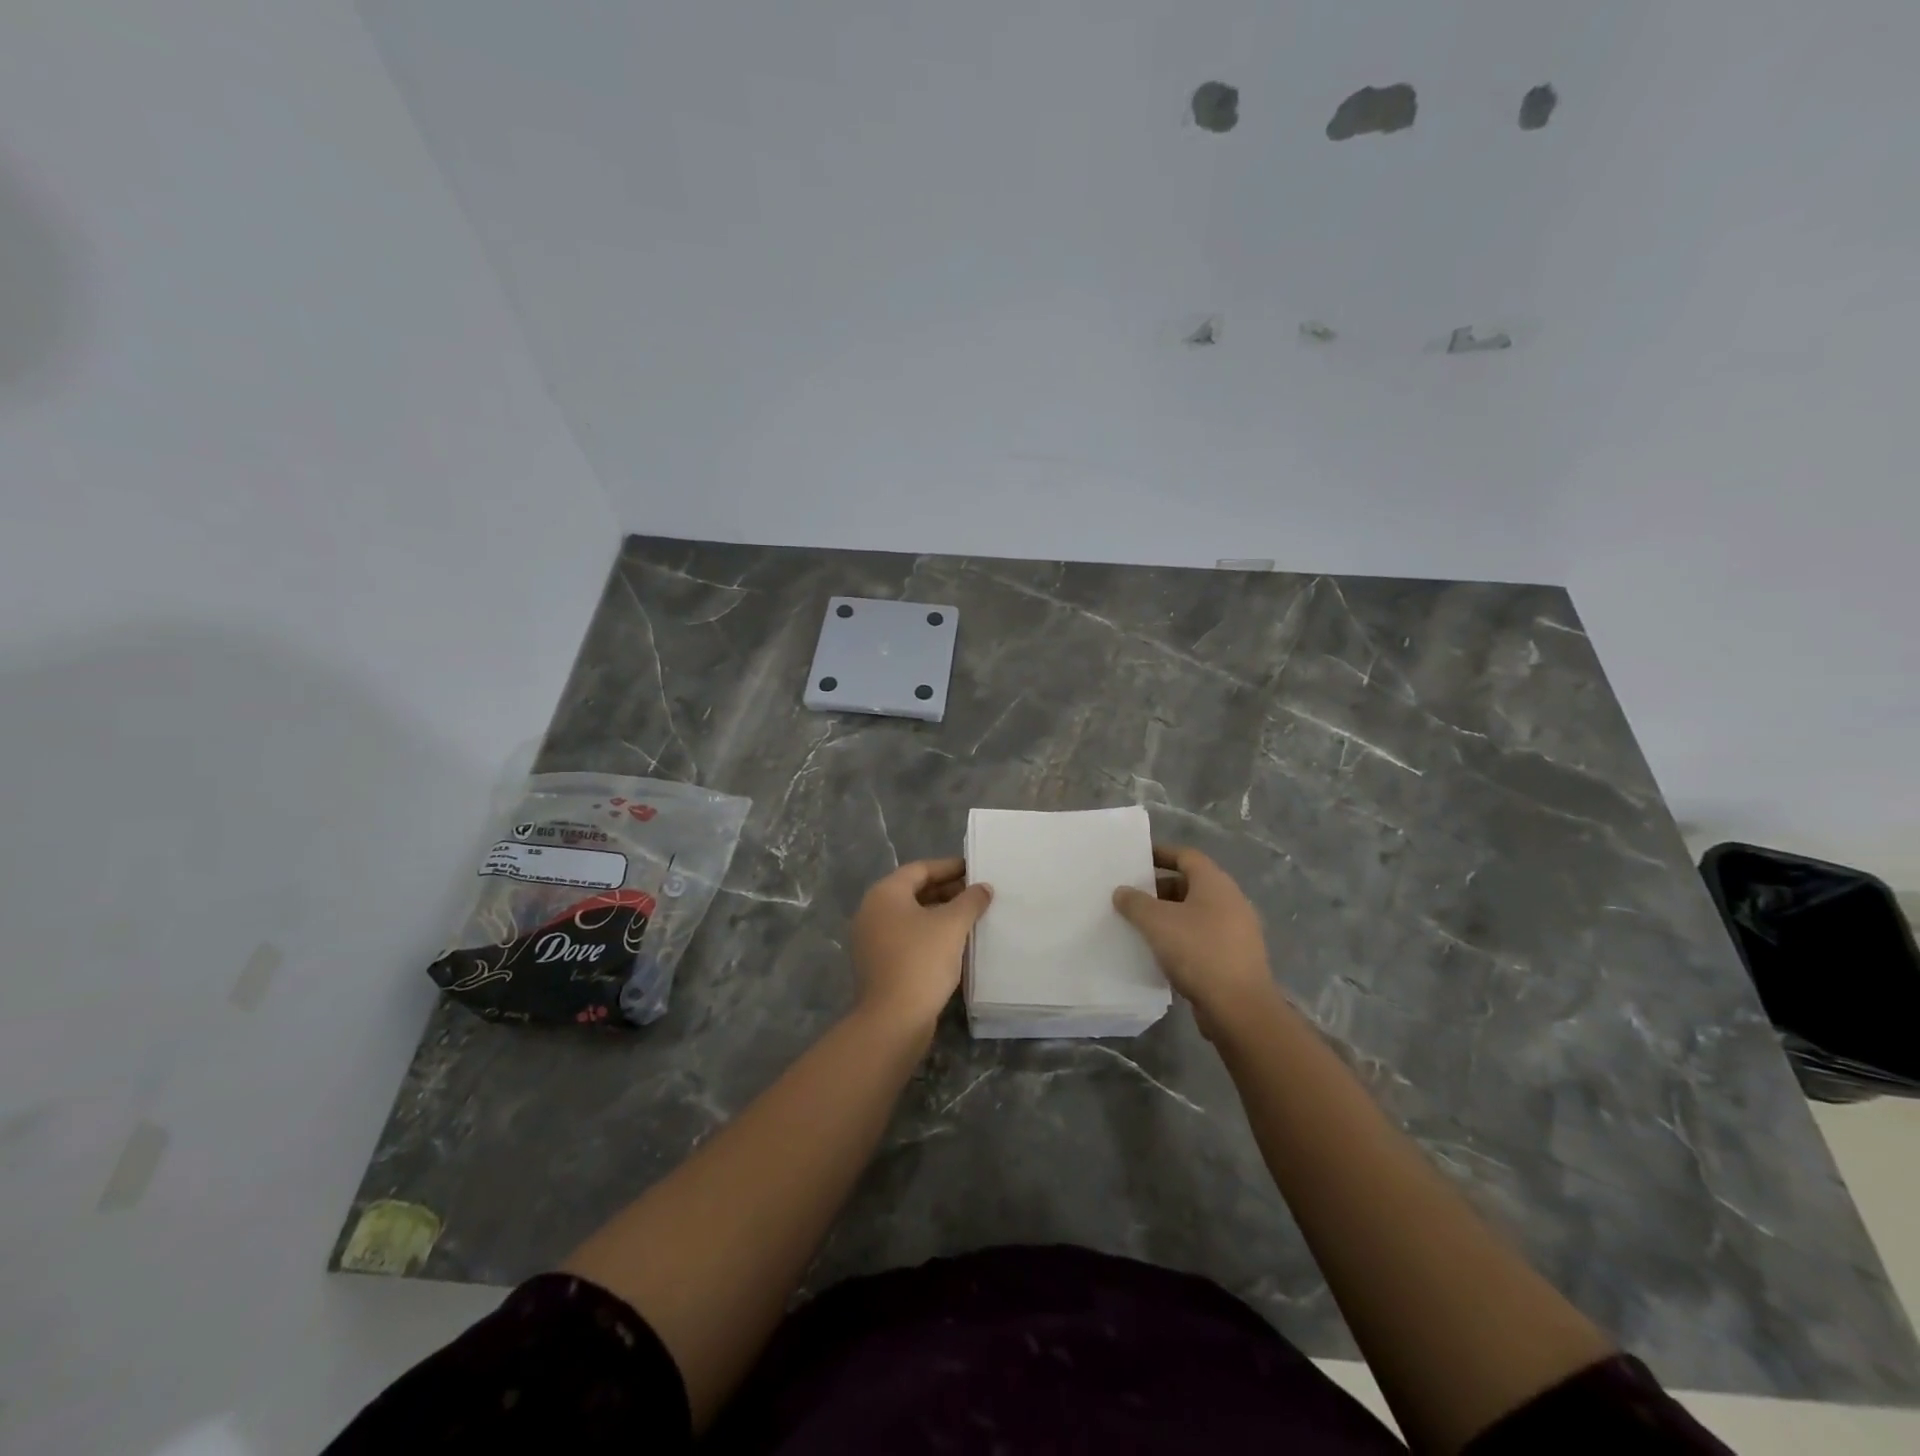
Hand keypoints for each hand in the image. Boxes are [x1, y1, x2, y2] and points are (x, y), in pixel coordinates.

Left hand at [850, 857, 991, 1037]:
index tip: (975, 869)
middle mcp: (872, 911)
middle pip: (914, 891)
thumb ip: (970, 900)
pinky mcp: (878, 964)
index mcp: (885, 894)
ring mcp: (872, 940)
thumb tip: (983, 888)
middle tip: (977, 895)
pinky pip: (907, 938)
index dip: (949, 867)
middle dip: (947, 891)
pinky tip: (955, 944)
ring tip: (971, 918)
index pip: (920, 869)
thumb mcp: (952, 925)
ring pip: (911, 917)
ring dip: (940, 915)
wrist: (893, 1020)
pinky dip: (930, 935)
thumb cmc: (921, 961)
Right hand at [1113, 845, 1276, 1038]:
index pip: (1186, 856)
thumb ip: (1135, 902)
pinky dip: (1181, 938)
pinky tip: (1160, 952)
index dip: (1160, 853)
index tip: (1135, 858)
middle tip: (1131, 896)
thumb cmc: (1198, 951)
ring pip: (1196, 913)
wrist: (1239, 1008)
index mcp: (1215, 883)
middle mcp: (1230, 901)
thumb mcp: (1157, 922)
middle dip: (1159, 889)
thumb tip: (1122, 891)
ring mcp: (1236, 931)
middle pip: (1190, 884)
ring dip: (1169, 916)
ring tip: (1139, 925)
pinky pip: (1202, 938)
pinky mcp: (1235, 958)